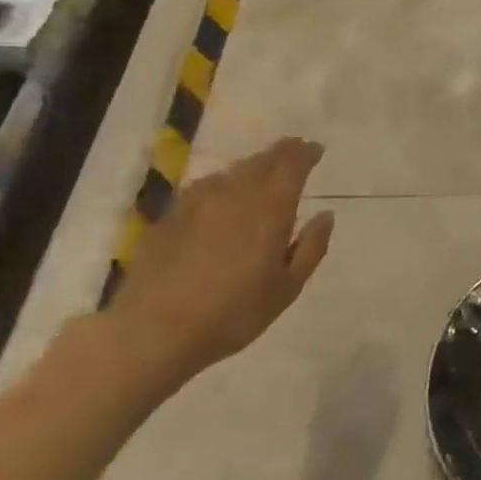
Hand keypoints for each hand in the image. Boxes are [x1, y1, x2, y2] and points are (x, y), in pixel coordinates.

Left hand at [102, 137, 333, 389]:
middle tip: (294, 150)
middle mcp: (234, 195)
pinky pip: (203, 189)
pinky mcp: (169, 217)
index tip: (316, 148)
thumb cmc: (234, 313)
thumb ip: (311, 247)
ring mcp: (196, 203)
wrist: (154, 331)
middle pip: (260, 162)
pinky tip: (220, 197)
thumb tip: (326, 215)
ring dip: (251, 167)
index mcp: (270, 209)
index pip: (291, 166)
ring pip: (231, 172)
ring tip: (261, 171)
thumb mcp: (288, 287)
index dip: (305, 153)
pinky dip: (222, 185)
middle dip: (280, 153)